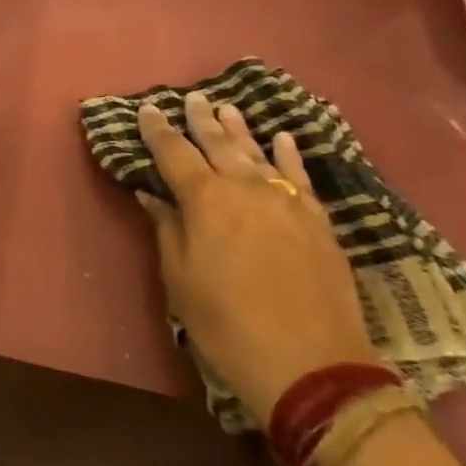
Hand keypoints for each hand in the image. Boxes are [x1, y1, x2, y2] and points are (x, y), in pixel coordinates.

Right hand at [137, 93, 374, 423]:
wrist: (312, 367)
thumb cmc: (227, 324)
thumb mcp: (181, 280)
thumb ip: (167, 229)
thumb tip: (152, 194)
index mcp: (205, 199)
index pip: (174, 152)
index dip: (157, 129)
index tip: (147, 109)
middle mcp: (245, 187)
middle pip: (218, 143)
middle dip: (200, 119)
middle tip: (191, 98)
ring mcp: (287, 201)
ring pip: (257, 152)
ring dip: (239, 128)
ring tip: (226, 107)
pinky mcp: (318, 220)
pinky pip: (300, 175)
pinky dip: (288, 154)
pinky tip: (281, 138)